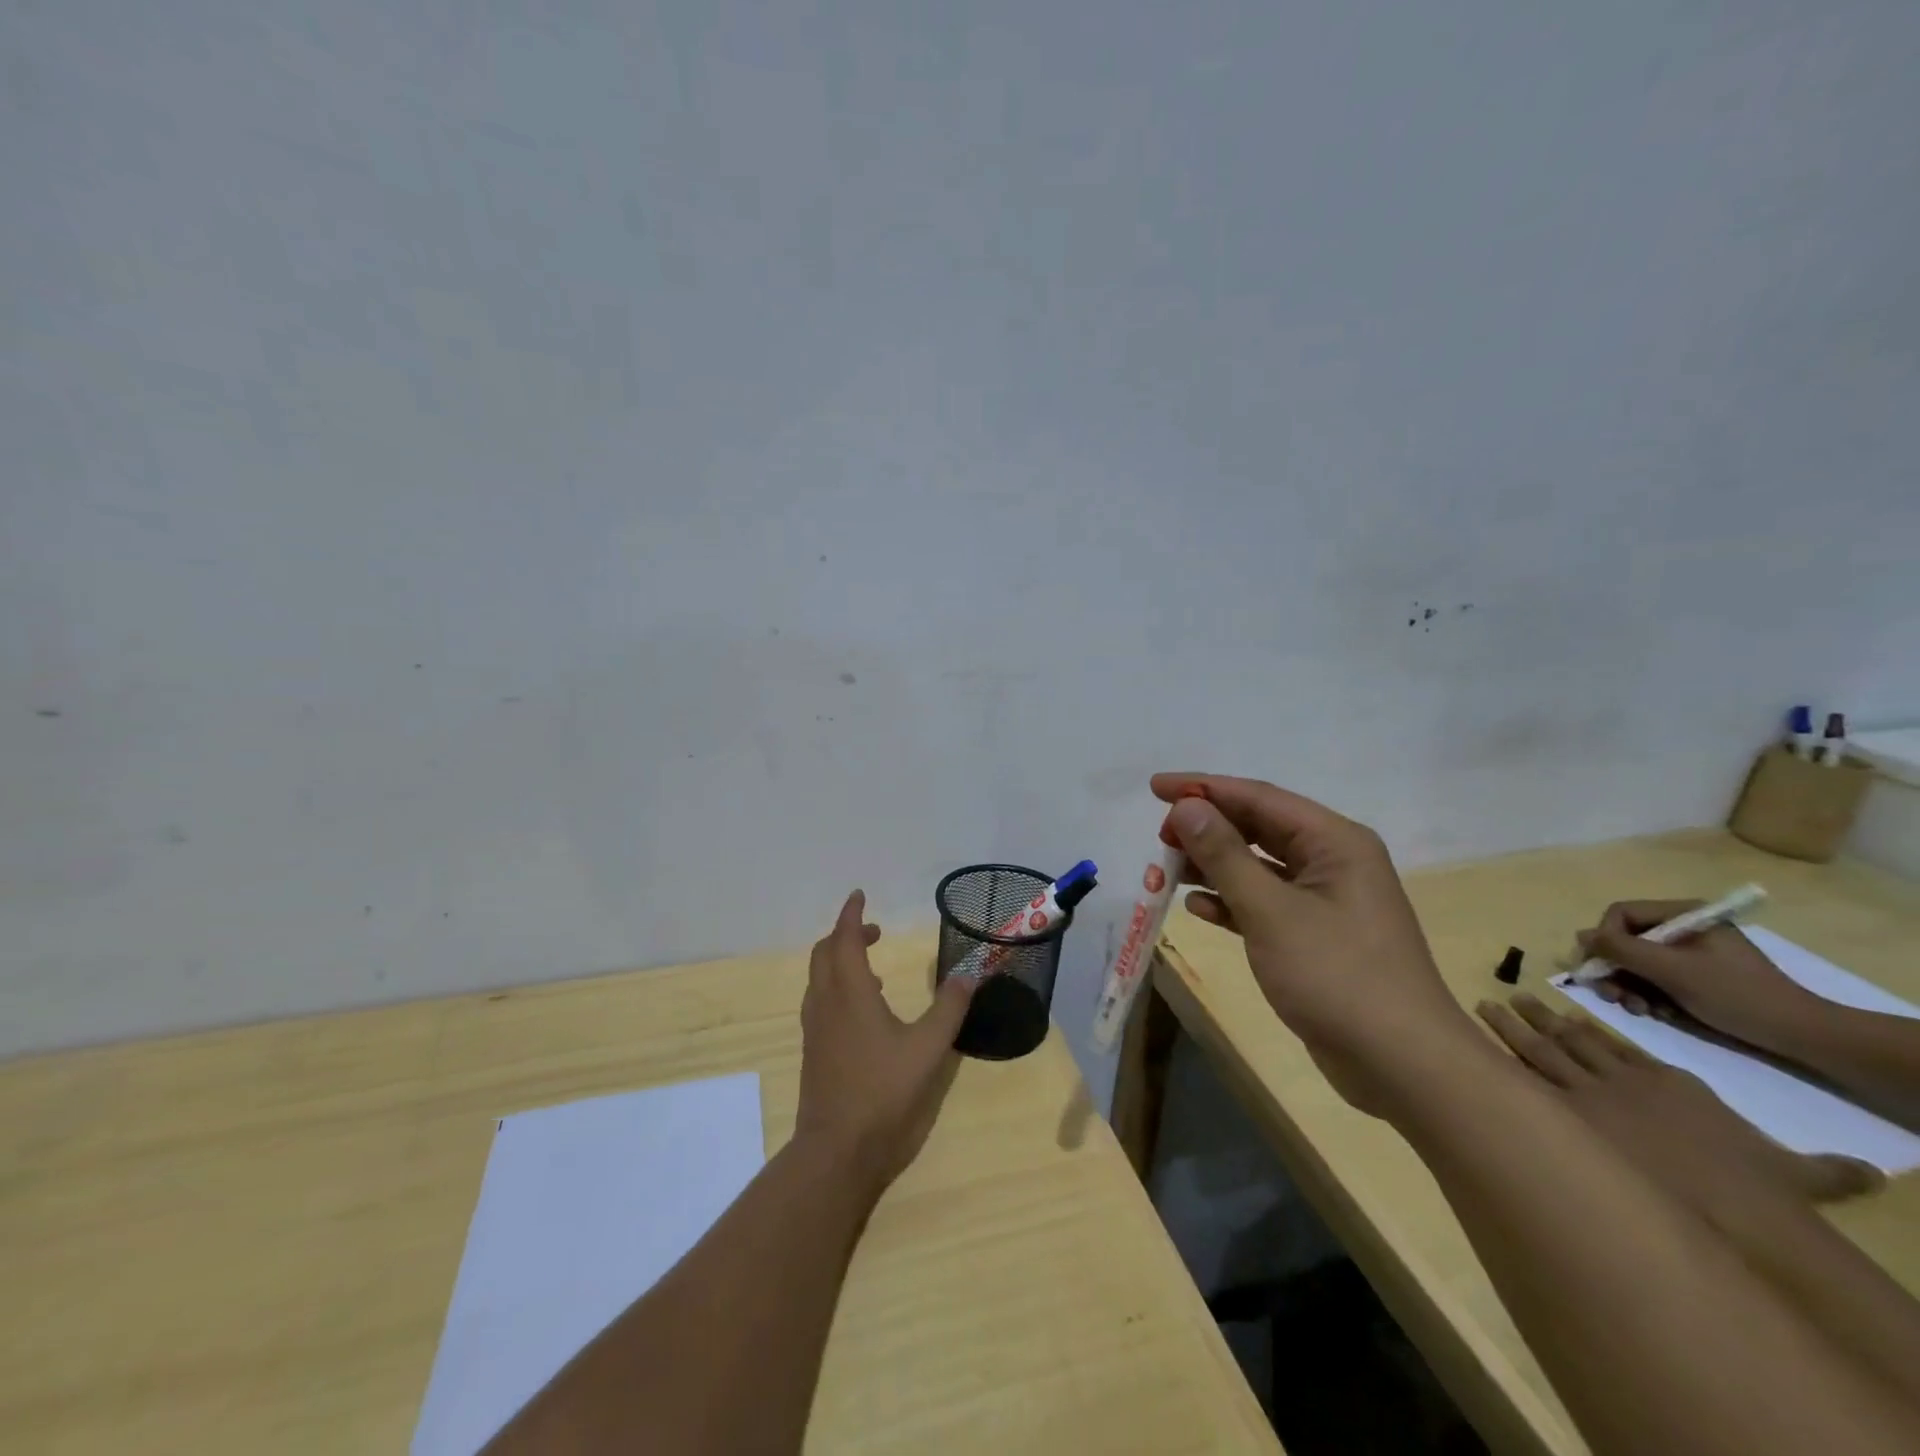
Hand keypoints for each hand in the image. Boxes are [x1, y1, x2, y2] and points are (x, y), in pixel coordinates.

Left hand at [795, 891, 976, 1189]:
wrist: (836, 1151)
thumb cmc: (883, 1093)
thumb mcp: (928, 1048)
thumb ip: (949, 1007)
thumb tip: (969, 972)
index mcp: (850, 993)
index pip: (844, 939)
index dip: (851, 914)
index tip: (860, 895)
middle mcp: (826, 1002)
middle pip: (824, 953)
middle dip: (846, 934)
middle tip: (874, 932)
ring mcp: (815, 1028)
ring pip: (819, 978)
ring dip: (839, 961)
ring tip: (872, 968)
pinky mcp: (814, 1051)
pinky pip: (821, 1001)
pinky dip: (837, 987)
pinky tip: (864, 1011)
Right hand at [1152, 772, 1484, 1116]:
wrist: (1402, 1065)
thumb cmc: (1337, 976)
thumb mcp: (1271, 911)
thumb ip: (1225, 855)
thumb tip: (1186, 806)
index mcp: (1334, 841)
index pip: (1259, 797)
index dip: (1204, 789)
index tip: (1155, 787)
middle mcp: (1332, 861)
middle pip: (1257, 828)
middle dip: (1206, 829)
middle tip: (1160, 836)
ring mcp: (1325, 900)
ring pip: (1257, 866)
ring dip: (1212, 866)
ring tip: (1165, 870)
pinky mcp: (1315, 935)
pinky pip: (1263, 902)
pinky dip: (1230, 901)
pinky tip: (1197, 908)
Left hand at [1477, 993, 1880, 1214]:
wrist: (1731, 1209)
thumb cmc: (1759, 1192)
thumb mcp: (1795, 1175)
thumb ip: (1820, 1168)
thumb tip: (1869, 1174)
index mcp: (1665, 1082)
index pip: (1616, 1047)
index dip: (1584, 1029)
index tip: (1561, 1013)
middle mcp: (1618, 1080)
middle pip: (1568, 1040)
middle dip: (1536, 1018)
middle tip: (1508, 995)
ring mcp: (1586, 1096)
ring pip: (1537, 1050)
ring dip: (1509, 1027)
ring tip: (1484, 1004)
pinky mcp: (1563, 1117)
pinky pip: (1522, 1081)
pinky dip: (1498, 1061)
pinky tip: (1474, 1046)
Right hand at [1579, 901, 1818, 1051]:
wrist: (1801, 1035)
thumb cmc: (1736, 994)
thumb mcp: (1671, 970)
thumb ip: (1621, 948)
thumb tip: (1580, 936)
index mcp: (1683, 914)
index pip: (1621, 914)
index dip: (1604, 939)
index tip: (1602, 968)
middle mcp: (1683, 928)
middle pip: (1626, 940)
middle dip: (1615, 969)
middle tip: (1613, 997)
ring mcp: (1690, 953)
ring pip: (1636, 962)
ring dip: (1628, 986)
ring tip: (1637, 1009)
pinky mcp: (1696, 976)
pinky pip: (1655, 978)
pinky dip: (1647, 995)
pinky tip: (1656, 1012)